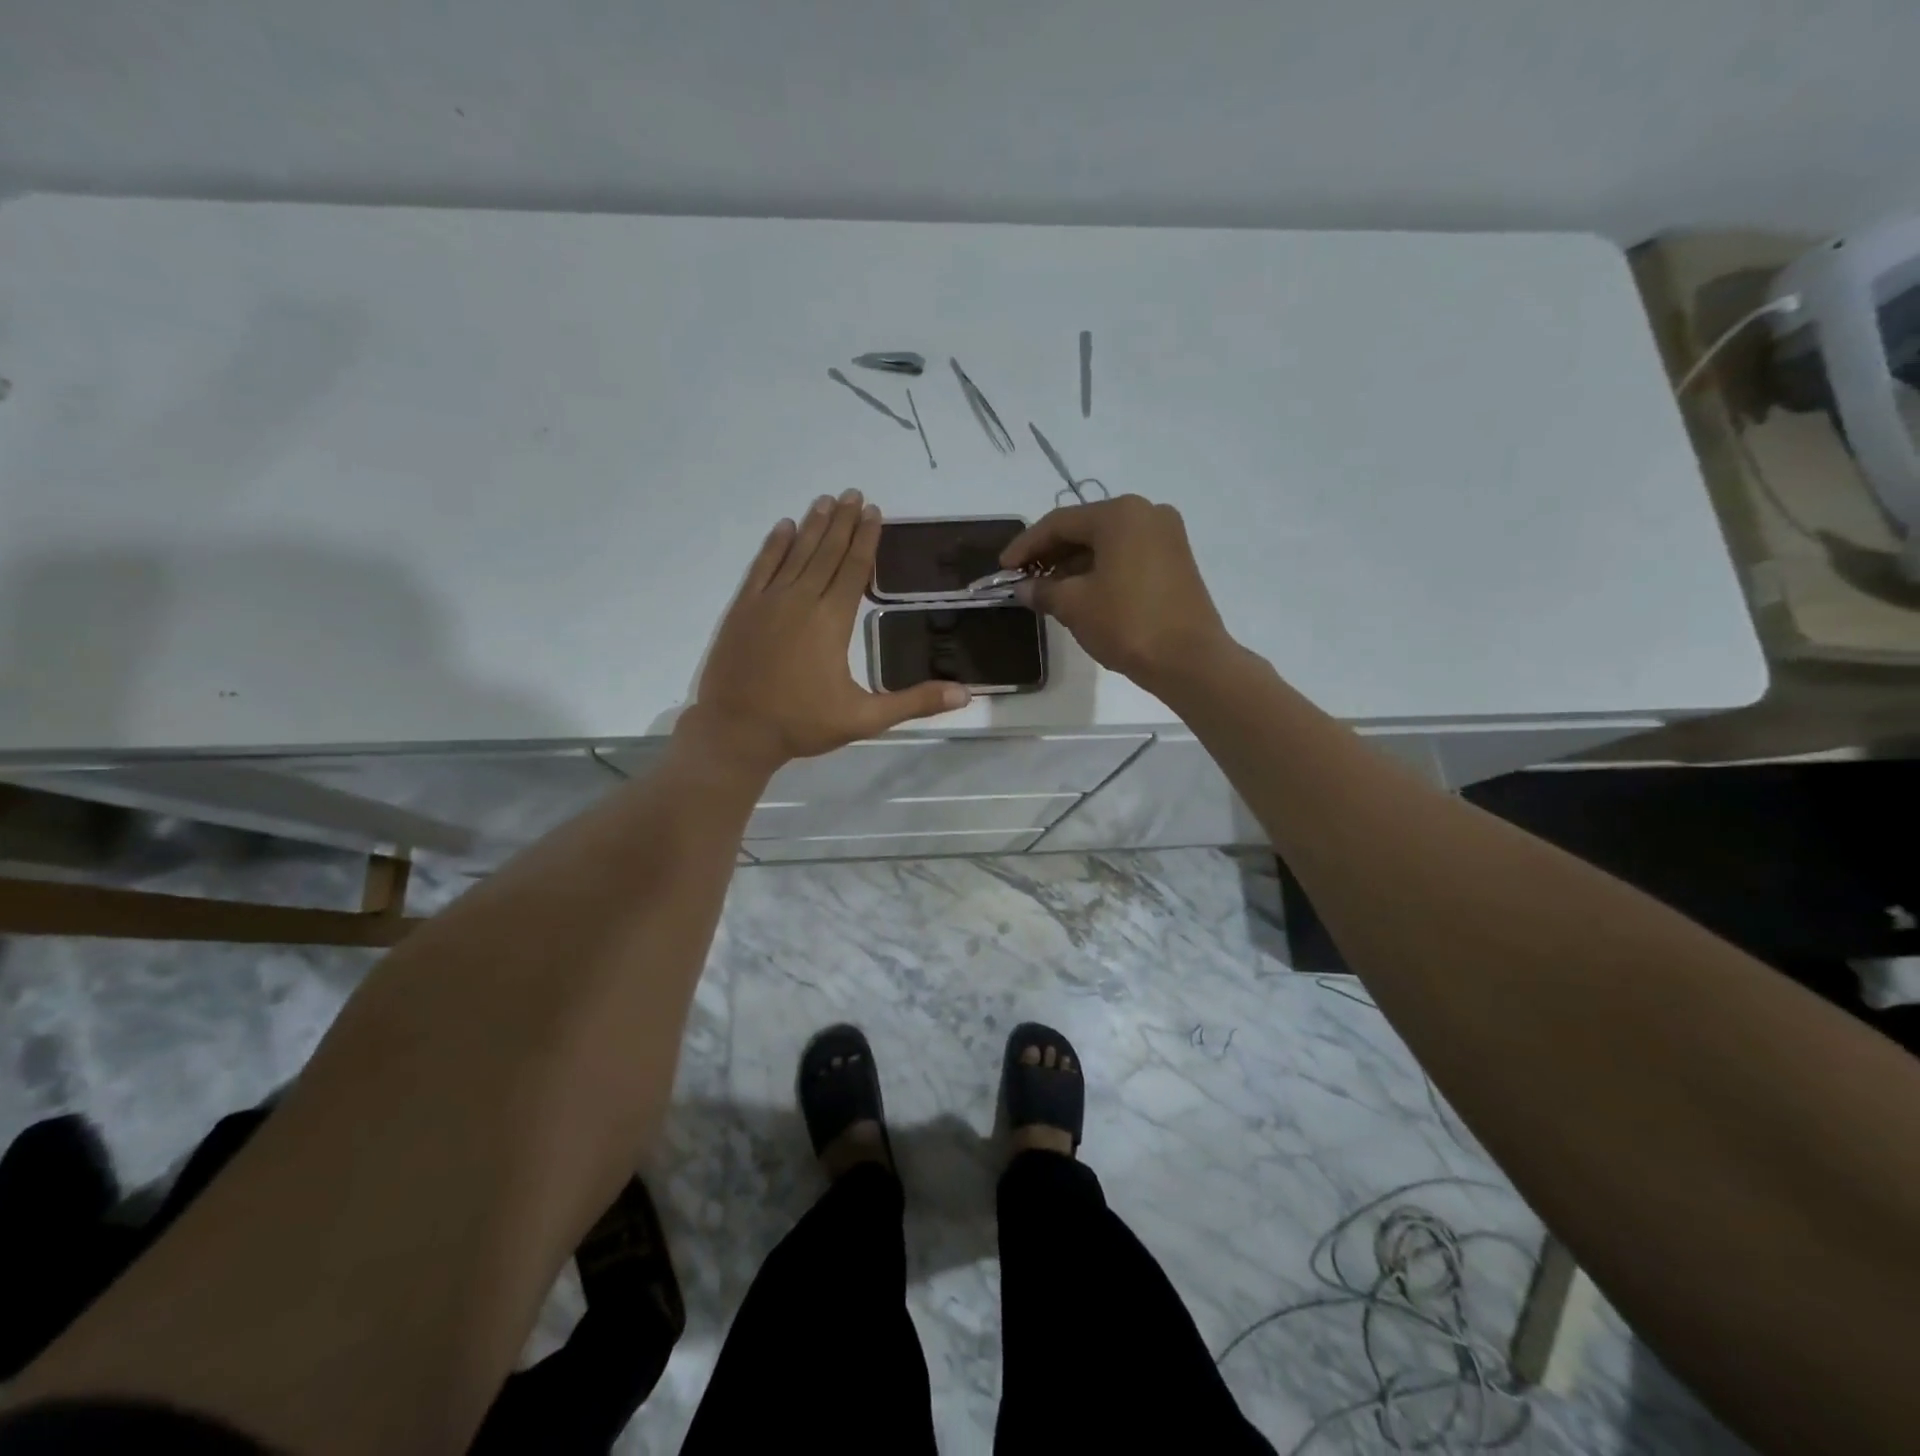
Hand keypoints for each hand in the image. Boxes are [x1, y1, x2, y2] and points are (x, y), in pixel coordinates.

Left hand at [688, 492, 969, 774]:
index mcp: (832, 622)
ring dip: (813, 526)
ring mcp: (767, 602)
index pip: (854, 570)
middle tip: (854, 494)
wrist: (736, 731)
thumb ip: (914, 703)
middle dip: (843, 522)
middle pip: (827, 553)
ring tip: (826, 500)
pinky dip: (774, 546)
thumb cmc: (802, 724)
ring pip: (796, 553)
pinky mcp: (742, 609)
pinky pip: (761, 567)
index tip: (874, 512)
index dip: (866, 539)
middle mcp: (801, 601)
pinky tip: (784, 527)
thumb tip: (965, 693)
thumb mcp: (864, 719)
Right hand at [1001, 495, 1233, 690]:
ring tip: (1047, 591)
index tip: (1003, 568)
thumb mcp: (1074, 606)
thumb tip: (1023, 588)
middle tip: (1023, 579)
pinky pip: (1126, 556)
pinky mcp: (1175, 560)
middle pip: (1085, 528)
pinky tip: (1080, 593)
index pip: (1059, 522)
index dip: (1026, 545)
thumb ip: (1043, 590)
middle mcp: (1146, 513)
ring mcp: (1166, 536)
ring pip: (1106, 544)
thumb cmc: (1127, 623)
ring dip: (1074, 564)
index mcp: (1120, 514)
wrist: (1189, 660)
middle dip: (1051, 554)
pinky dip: (1100, 570)